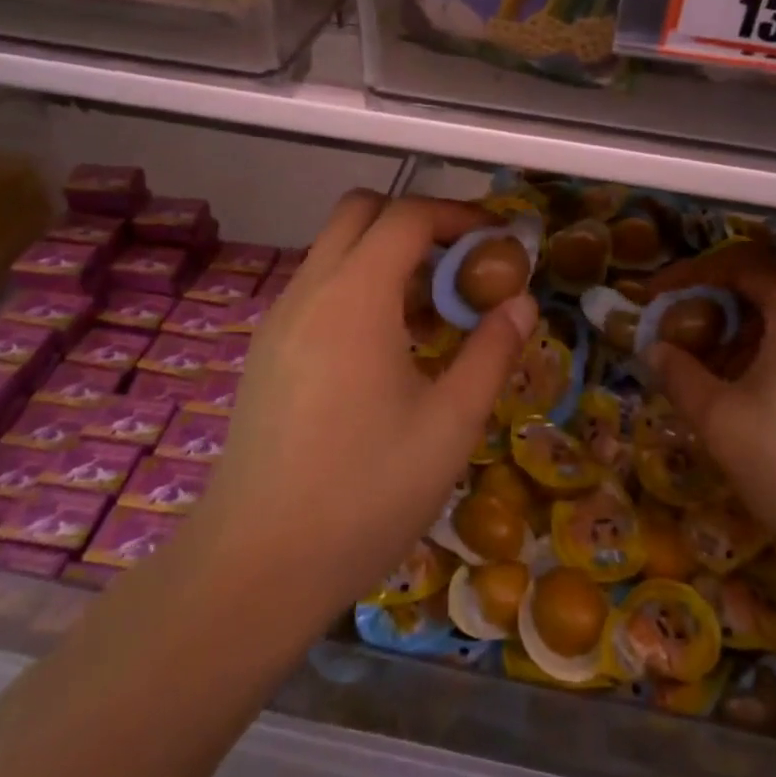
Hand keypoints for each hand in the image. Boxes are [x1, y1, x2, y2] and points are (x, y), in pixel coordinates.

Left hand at [176, 192, 538, 632]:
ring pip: (334, 249)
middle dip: (416, 220)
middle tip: (460, 263)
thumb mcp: (450, 425)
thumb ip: (492, 352)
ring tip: (432, 311)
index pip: (407, 215)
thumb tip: (521, 303)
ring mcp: (279, 319)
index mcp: (355, 296)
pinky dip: (358, 286)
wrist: (254, 565)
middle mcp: (310, 290)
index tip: (496, 239)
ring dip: (385, 255)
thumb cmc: (365, 492)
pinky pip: (318, 288)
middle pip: (360, 211)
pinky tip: (386, 348)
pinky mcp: (266, 351)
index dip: (458, 214)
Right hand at [642, 241, 775, 591]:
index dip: (688, 275)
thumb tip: (655, 349)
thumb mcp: (720, 419)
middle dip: (709, 308)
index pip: (737, 264)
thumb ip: (679, 374)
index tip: (651, 298)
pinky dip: (763, 356)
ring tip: (701, 371)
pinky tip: (741, 395)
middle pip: (760, 289)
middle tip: (674, 337)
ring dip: (734, 336)